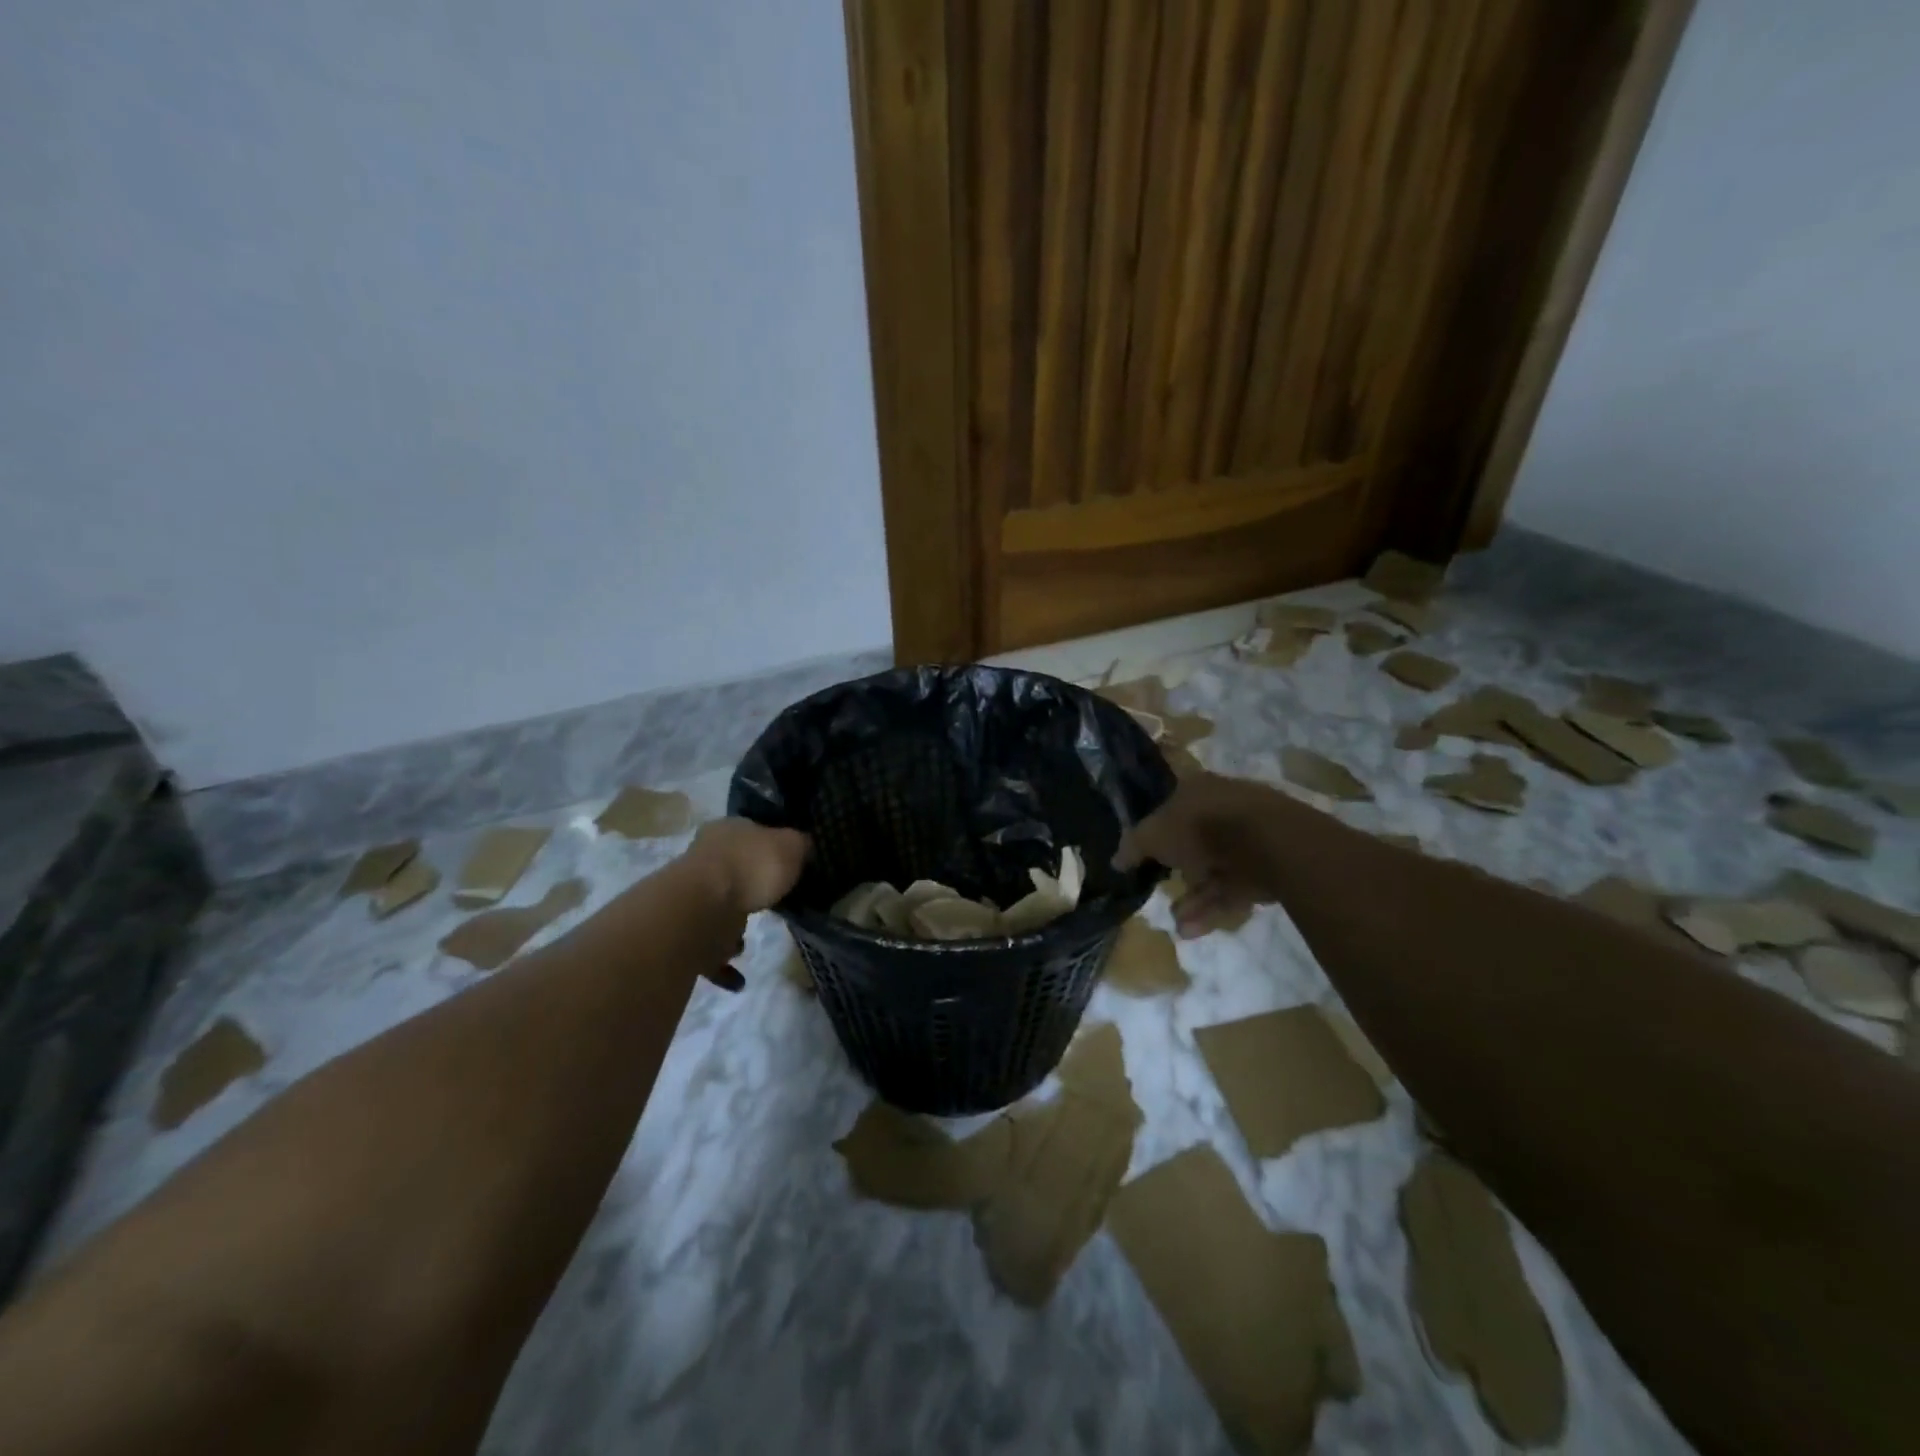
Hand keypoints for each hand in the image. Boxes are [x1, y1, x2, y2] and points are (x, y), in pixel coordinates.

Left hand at [679, 819, 810, 990]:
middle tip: (773, 901)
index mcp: (727, 832)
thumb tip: (804, 847)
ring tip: (752, 940)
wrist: (702, 910)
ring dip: (732, 927)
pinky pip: (709, 951)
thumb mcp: (791, 846)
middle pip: (732, 871)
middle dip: (749, 887)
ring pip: (717, 910)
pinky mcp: (686, 935)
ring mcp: (691, 898)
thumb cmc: (751, 867)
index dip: (769, 845)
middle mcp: (704, 859)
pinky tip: (741, 978)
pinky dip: (724, 967)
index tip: (786, 862)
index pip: (750, 833)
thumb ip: (800, 846)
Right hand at [1116, 773, 1274, 937]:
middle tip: (1160, 891)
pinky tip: (1192, 929)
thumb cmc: (1201, 827)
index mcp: (1196, 789)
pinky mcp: (1266, 868)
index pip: (1170, 807)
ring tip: (1177, 923)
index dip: (1155, 830)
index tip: (1144, 856)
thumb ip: (1133, 847)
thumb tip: (1116, 859)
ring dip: (1193, 898)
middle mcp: (1222, 808)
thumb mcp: (1153, 835)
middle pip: (1193, 842)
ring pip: (1213, 870)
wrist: (1266, 842)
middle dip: (1177, 872)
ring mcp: (1247, 838)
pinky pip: (1232, 889)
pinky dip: (1213, 908)